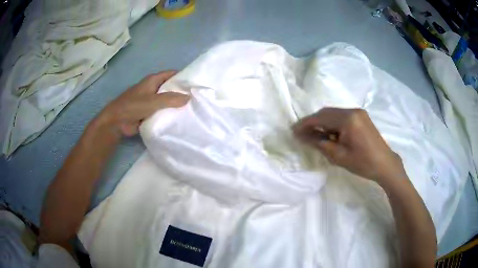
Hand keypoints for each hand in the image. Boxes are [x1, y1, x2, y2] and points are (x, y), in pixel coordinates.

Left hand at [95, 71, 189, 135]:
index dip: (183, 77)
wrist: (117, 122)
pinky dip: (169, 115)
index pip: (172, 75)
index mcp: (153, 80)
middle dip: (182, 93)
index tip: (196, 85)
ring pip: (167, 101)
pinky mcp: (149, 113)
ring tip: (192, 111)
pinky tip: (180, 120)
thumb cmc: (133, 106)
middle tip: (197, 100)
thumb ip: (170, 99)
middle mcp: (153, 89)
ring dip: (176, 106)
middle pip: (170, 88)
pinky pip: (162, 112)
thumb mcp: (152, 101)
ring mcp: (151, 102)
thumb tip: (189, 97)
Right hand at [293, 108, 404, 182]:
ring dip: (322, 122)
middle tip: (301, 133)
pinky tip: (328, 133)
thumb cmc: (363, 163)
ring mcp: (358, 112)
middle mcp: (352, 110)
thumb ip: (320, 143)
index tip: (293, 130)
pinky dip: (332, 123)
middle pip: (326, 112)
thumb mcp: (339, 156)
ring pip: (333, 113)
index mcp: (348, 119)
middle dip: (312, 122)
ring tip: (313, 134)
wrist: (385, 164)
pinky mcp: (361, 116)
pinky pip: (341, 116)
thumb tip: (302, 136)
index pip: (321, 117)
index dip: (305, 124)